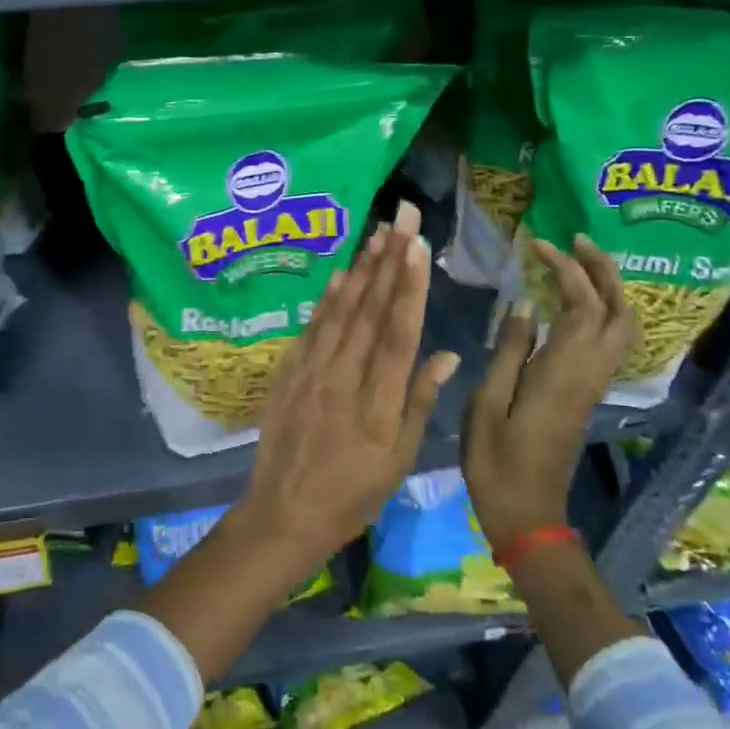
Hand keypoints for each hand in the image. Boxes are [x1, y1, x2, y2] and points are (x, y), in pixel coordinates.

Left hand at [228, 200, 462, 579]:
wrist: (285, 511)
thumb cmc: (353, 493)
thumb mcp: (398, 460)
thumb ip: (418, 402)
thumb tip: (443, 353)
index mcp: (378, 401)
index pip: (397, 333)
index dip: (408, 287)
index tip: (417, 247)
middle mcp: (344, 377)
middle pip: (370, 310)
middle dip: (388, 260)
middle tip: (401, 217)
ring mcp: (312, 371)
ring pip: (341, 311)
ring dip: (360, 269)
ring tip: (377, 232)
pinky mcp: (289, 372)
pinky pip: (311, 328)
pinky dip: (326, 298)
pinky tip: (339, 274)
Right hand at [463, 235, 632, 548]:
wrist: (528, 515)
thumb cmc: (496, 461)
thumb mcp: (487, 403)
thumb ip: (508, 351)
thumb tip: (524, 304)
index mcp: (562, 372)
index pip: (581, 305)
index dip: (565, 269)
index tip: (538, 245)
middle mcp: (588, 373)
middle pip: (618, 311)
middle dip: (603, 270)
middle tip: (575, 240)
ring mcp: (592, 385)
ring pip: (621, 327)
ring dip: (608, 289)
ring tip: (577, 262)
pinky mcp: (587, 394)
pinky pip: (608, 341)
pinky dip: (599, 310)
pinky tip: (570, 302)